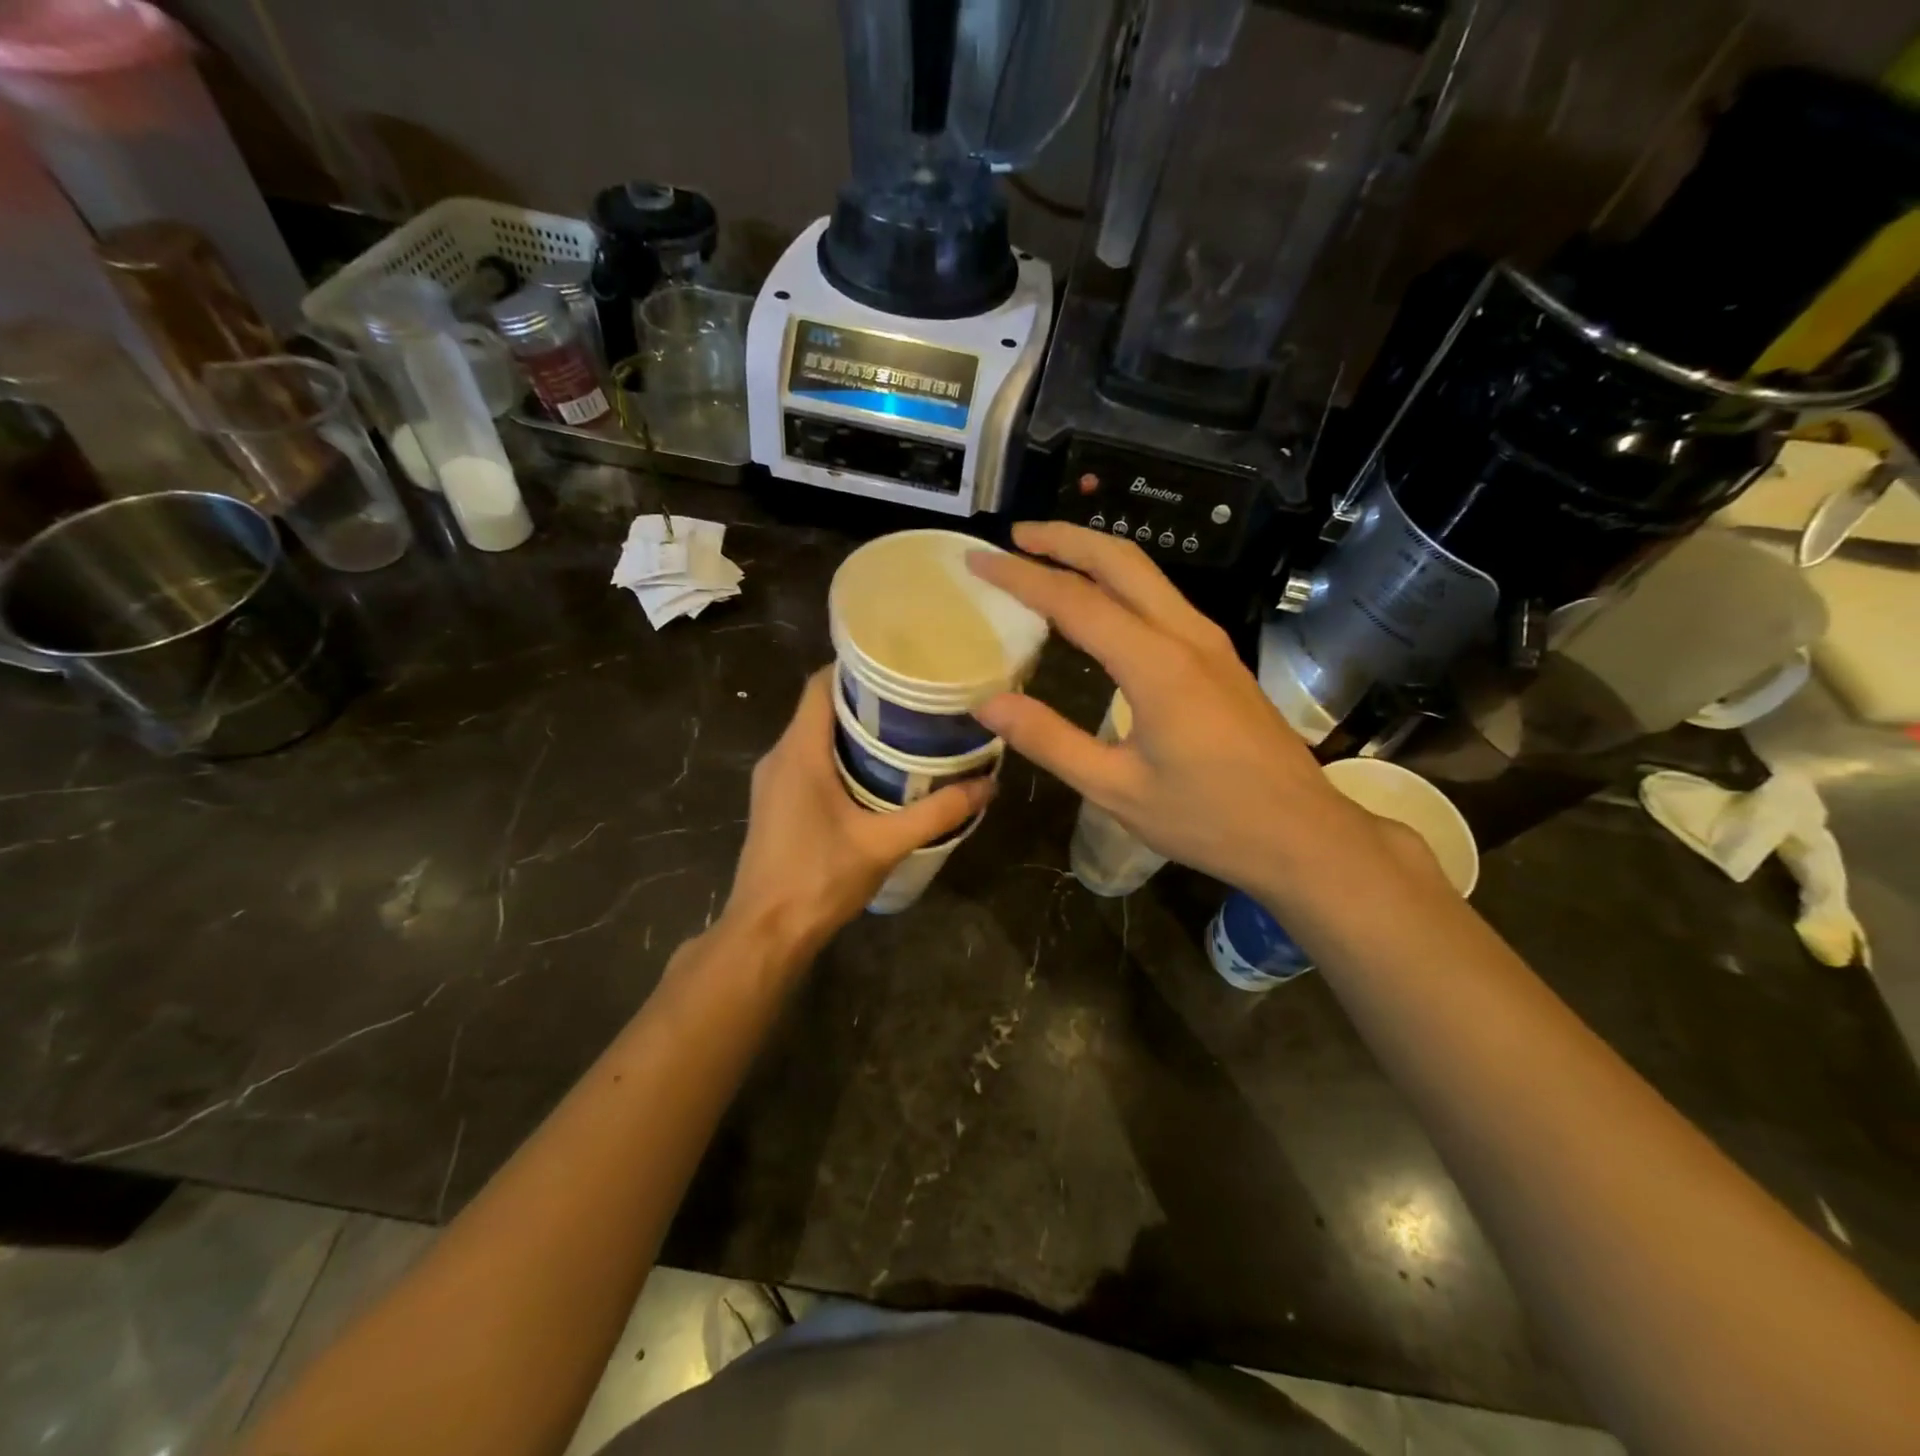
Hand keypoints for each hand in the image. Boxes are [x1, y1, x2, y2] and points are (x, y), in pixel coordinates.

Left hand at [723, 667, 991, 954]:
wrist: (765, 934)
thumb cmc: (818, 879)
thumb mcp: (884, 844)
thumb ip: (937, 813)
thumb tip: (988, 785)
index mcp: (799, 752)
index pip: (820, 684)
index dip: (857, 667)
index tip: (900, 665)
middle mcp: (779, 756)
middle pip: (820, 708)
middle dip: (865, 700)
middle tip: (916, 700)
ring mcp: (773, 782)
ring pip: (814, 737)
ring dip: (854, 731)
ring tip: (905, 732)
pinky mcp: (776, 804)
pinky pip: (808, 762)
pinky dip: (840, 756)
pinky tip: (877, 775)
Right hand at [968, 522, 1363, 889]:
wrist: (1303, 835)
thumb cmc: (1209, 819)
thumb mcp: (1116, 789)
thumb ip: (1050, 741)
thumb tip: (987, 705)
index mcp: (1157, 665)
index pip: (1075, 601)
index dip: (1021, 577)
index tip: (979, 560)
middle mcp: (1186, 636)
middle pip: (1121, 561)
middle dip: (1064, 539)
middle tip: (1015, 537)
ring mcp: (1210, 642)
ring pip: (1147, 575)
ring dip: (1094, 556)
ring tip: (1047, 560)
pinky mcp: (1221, 657)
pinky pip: (1163, 599)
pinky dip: (1120, 584)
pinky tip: (1099, 606)